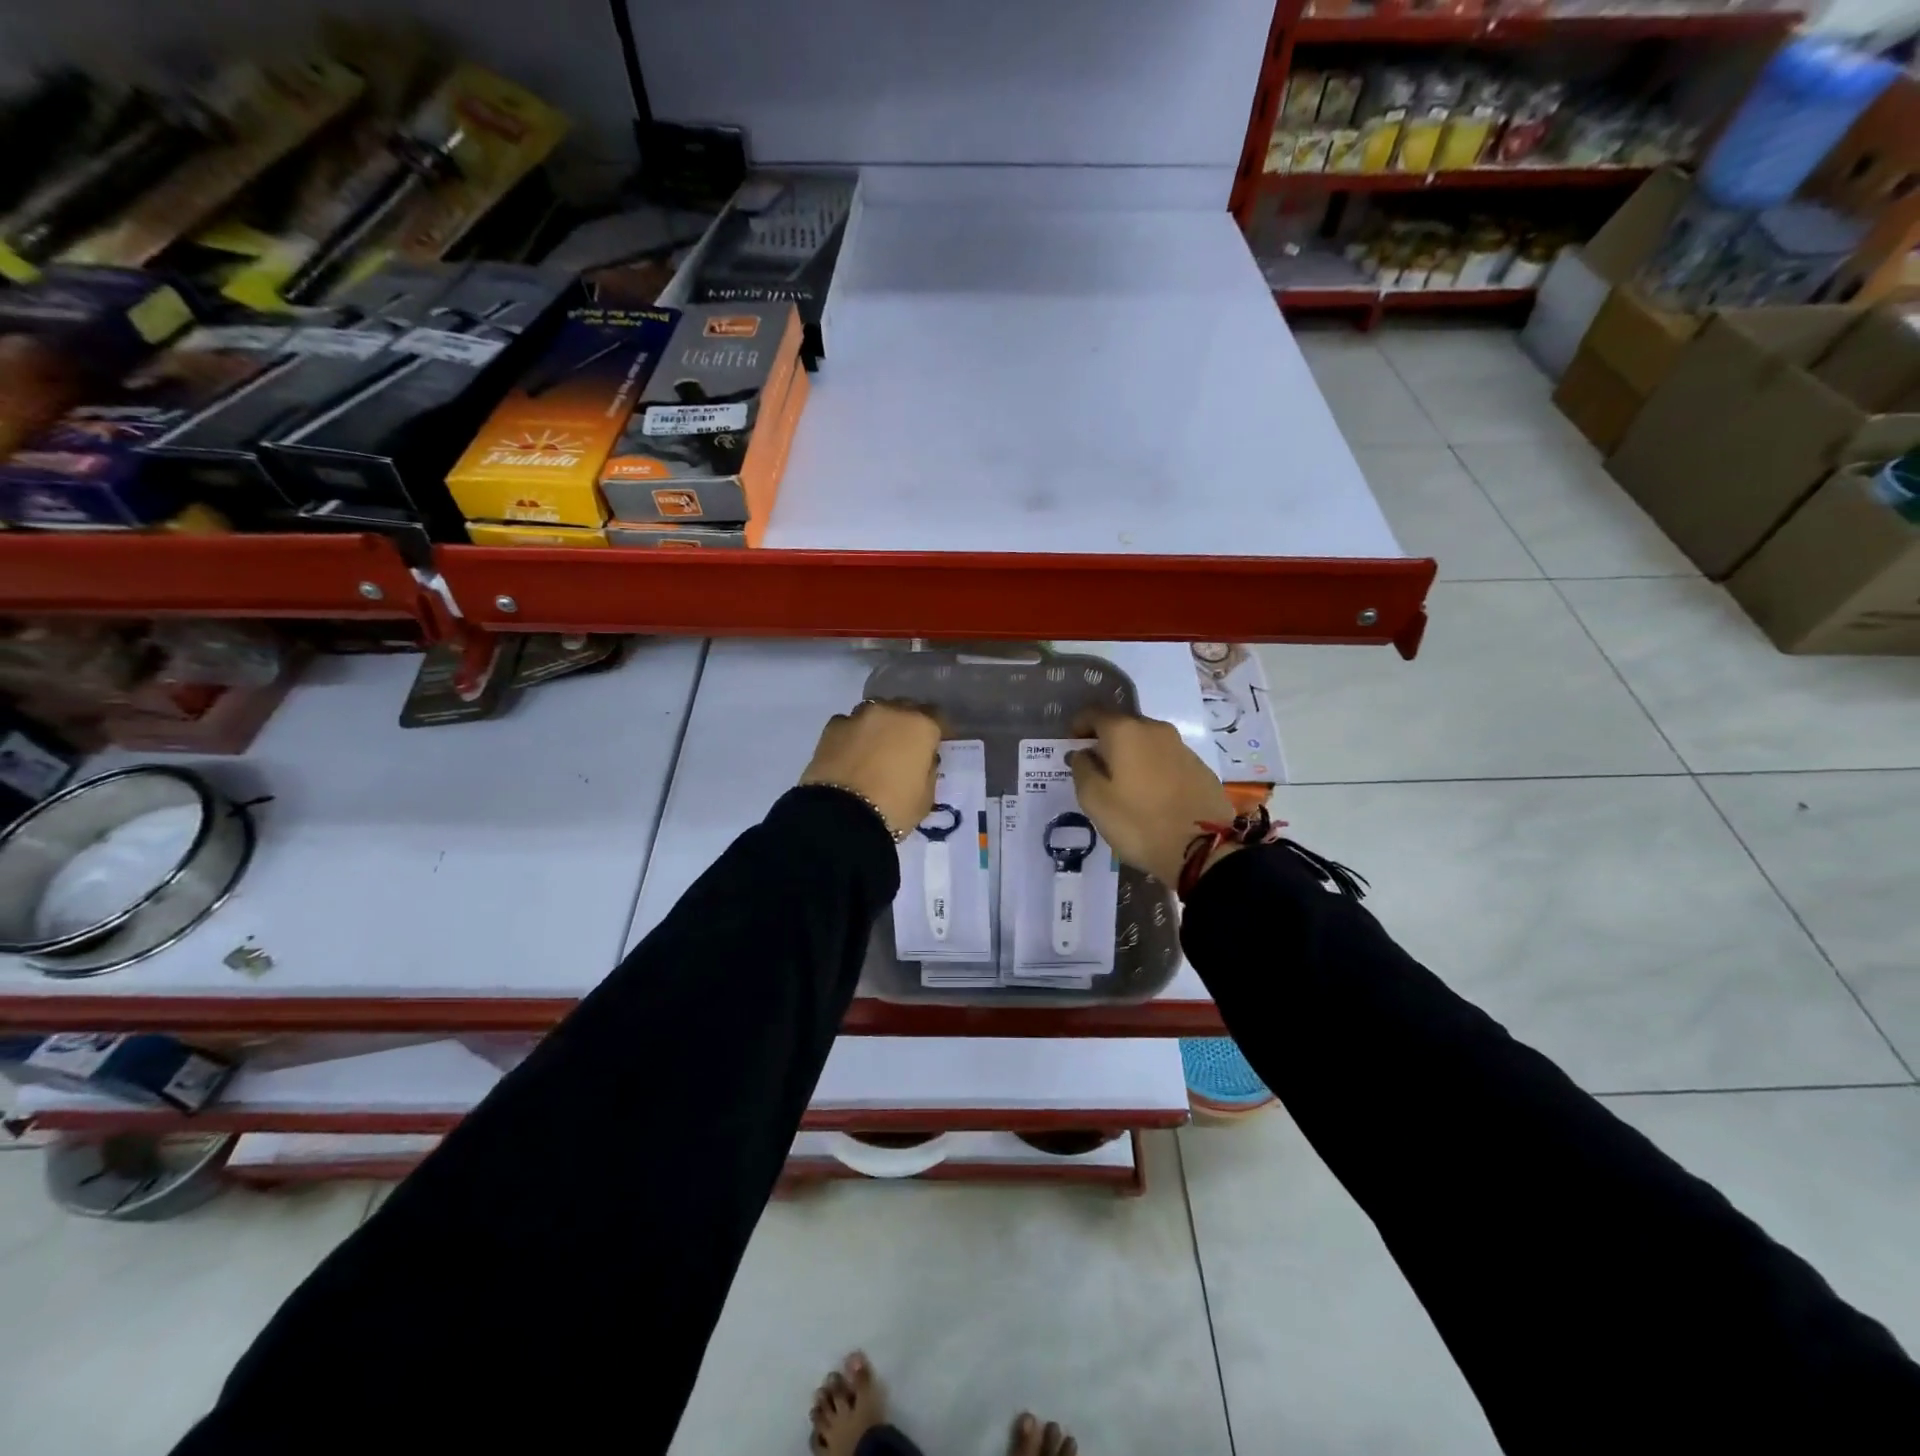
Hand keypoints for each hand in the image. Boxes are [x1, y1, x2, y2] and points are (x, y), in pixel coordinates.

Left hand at [800, 700, 941, 839]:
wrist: (841, 817)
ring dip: (877, 727)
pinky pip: (848, 725)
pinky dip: (851, 736)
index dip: (934, 733)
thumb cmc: (894, 808)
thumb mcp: (926, 797)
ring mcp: (859, 717)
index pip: (936, 717)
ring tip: (872, 750)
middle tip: (902, 748)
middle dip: (905, 725)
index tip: (932, 747)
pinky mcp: (832, 727)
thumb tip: (921, 760)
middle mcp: (891, 711)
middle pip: (904, 709)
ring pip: (874, 713)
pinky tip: (849, 755)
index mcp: (921, 726)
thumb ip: (927, 770)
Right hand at [1069, 710, 1235, 886]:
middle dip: (1105, 741)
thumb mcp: (1095, 801)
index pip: (1094, 714)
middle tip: (1094, 767)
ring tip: (1122, 783)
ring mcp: (1181, 746)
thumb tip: (1083, 753)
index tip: (1071, 744)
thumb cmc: (1139, 823)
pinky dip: (1151, 767)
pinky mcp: (1199, 766)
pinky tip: (1149, 792)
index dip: (1078, 726)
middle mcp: (1155, 729)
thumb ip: (1082, 770)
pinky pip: (1165, 758)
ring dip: (1130, 754)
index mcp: (1125, 732)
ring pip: (1146, 741)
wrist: (1203, 848)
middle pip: (1122, 725)